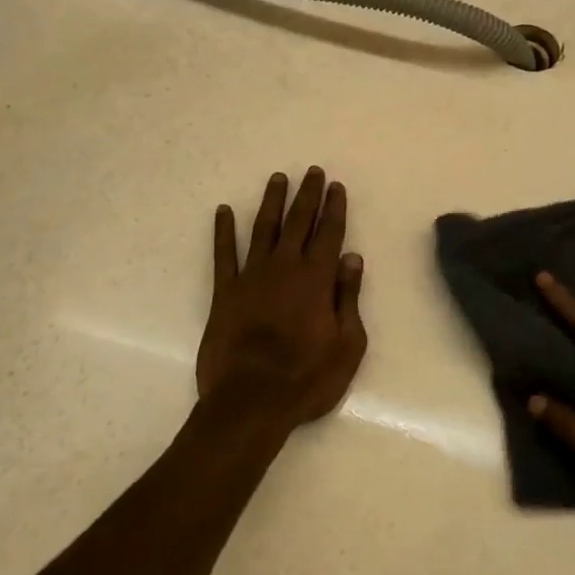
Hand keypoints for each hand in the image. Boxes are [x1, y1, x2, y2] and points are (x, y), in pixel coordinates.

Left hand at [196, 168, 367, 432]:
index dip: (334, 208)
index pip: (329, 234)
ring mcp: (251, 277)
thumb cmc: (307, 379)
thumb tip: (352, 258)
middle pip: (298, 222)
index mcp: (316, 280)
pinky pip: (223, 254)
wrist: (250, 402)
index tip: (336, 186)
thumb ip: (348, 298)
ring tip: (277, 179)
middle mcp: (284, 268)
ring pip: (263, 228)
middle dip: (307, 195)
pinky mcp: (225, 292)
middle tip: (312, 171)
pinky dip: (223, 231)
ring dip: (271, 202)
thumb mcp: (346, 345)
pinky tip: (223, 211)